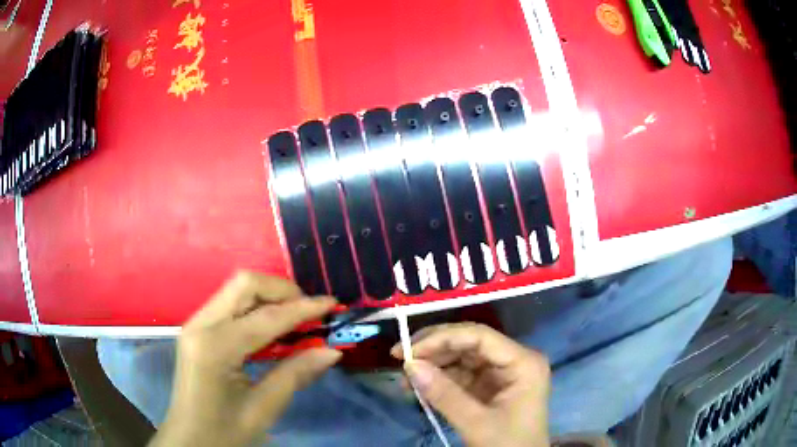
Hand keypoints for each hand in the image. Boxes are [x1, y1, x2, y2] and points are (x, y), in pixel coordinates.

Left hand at [149, 272, 340, 446]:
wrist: (190, 440)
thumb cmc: (225, 431)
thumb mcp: (264, 408)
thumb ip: (296, 374)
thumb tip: (332, 350)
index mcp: (215, 347)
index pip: (266, 317)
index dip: (303, 308)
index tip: (333, 304)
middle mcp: (200, 324)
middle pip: (244, 284)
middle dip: (281, 290)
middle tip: (309, 311)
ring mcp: (195, 324)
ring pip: (236, 289)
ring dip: (269, 297)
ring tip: (295, 318)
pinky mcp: (197, 329)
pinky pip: (229, 305)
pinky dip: (255, 308)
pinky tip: (272, 329)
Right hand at [391, 323, 550, 446]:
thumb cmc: (507, 444)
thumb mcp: (476, 423)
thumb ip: (444, 394)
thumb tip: (409, 366)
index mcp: (523, 362)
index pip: (479, 337)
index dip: (442, 338)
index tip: (408, 351)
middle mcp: (514, 360)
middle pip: (469, 343)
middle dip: (434, 349)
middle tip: (399, 356)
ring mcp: (502, 373)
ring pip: (462, 358)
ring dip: (433, 365)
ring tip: (404, 377)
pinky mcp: (490, 386)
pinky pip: (461, 375)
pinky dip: (439, 380)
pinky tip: (418, 386)